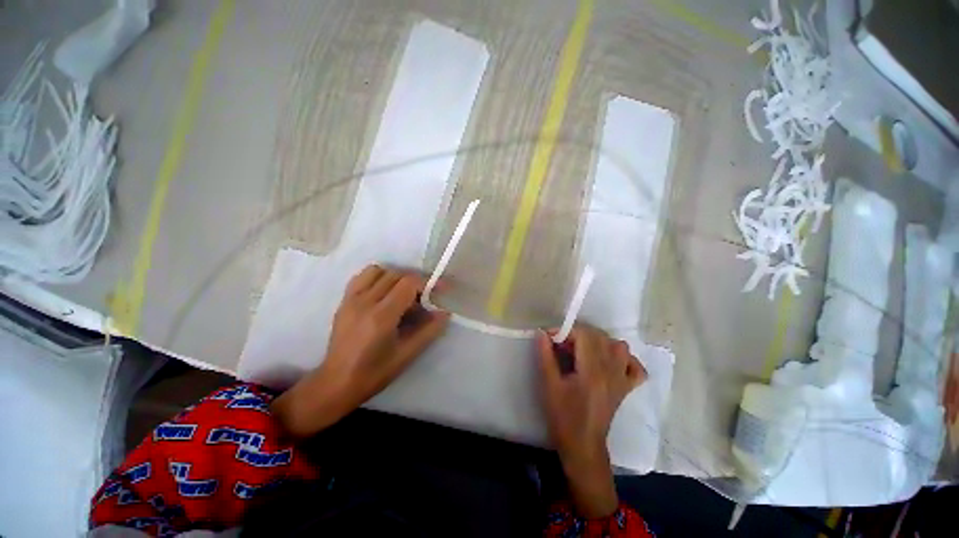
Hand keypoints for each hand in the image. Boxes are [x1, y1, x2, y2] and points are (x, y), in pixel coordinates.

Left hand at [272, 265, 449, 436]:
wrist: (336, 383)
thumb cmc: (374, 373)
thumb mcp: (407, 354)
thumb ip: (429, 330)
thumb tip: (445, 312)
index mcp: (381, 316)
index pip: (409, 283)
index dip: (428, 283)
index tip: (440, 289)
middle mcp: (365, 301)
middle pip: (396, 275)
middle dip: (415, 282)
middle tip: (424, 298)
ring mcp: (351, 299)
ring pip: (379, 271)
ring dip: (396, 277)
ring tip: (404, 294)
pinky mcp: (344, 301)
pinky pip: (363, 276)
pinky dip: (378, 277)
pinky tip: (384, 293)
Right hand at [538, 325, 646, 517]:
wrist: (583, 445)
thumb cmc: (563, 416)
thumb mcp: (549, 385)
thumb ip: (546, 356)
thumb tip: (541, 333)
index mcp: (592, 371)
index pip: (585, 335)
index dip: (566, 331)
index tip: (551, 338)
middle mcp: (611, 372)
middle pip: (600, 337)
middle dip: (578, 335)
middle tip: (562, 346)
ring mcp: (622, 380)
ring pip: (619, 347)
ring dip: (600, 343)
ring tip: (583, 352)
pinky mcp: (626, 388)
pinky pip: (635, 367)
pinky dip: (624, 359)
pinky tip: (609, 363)